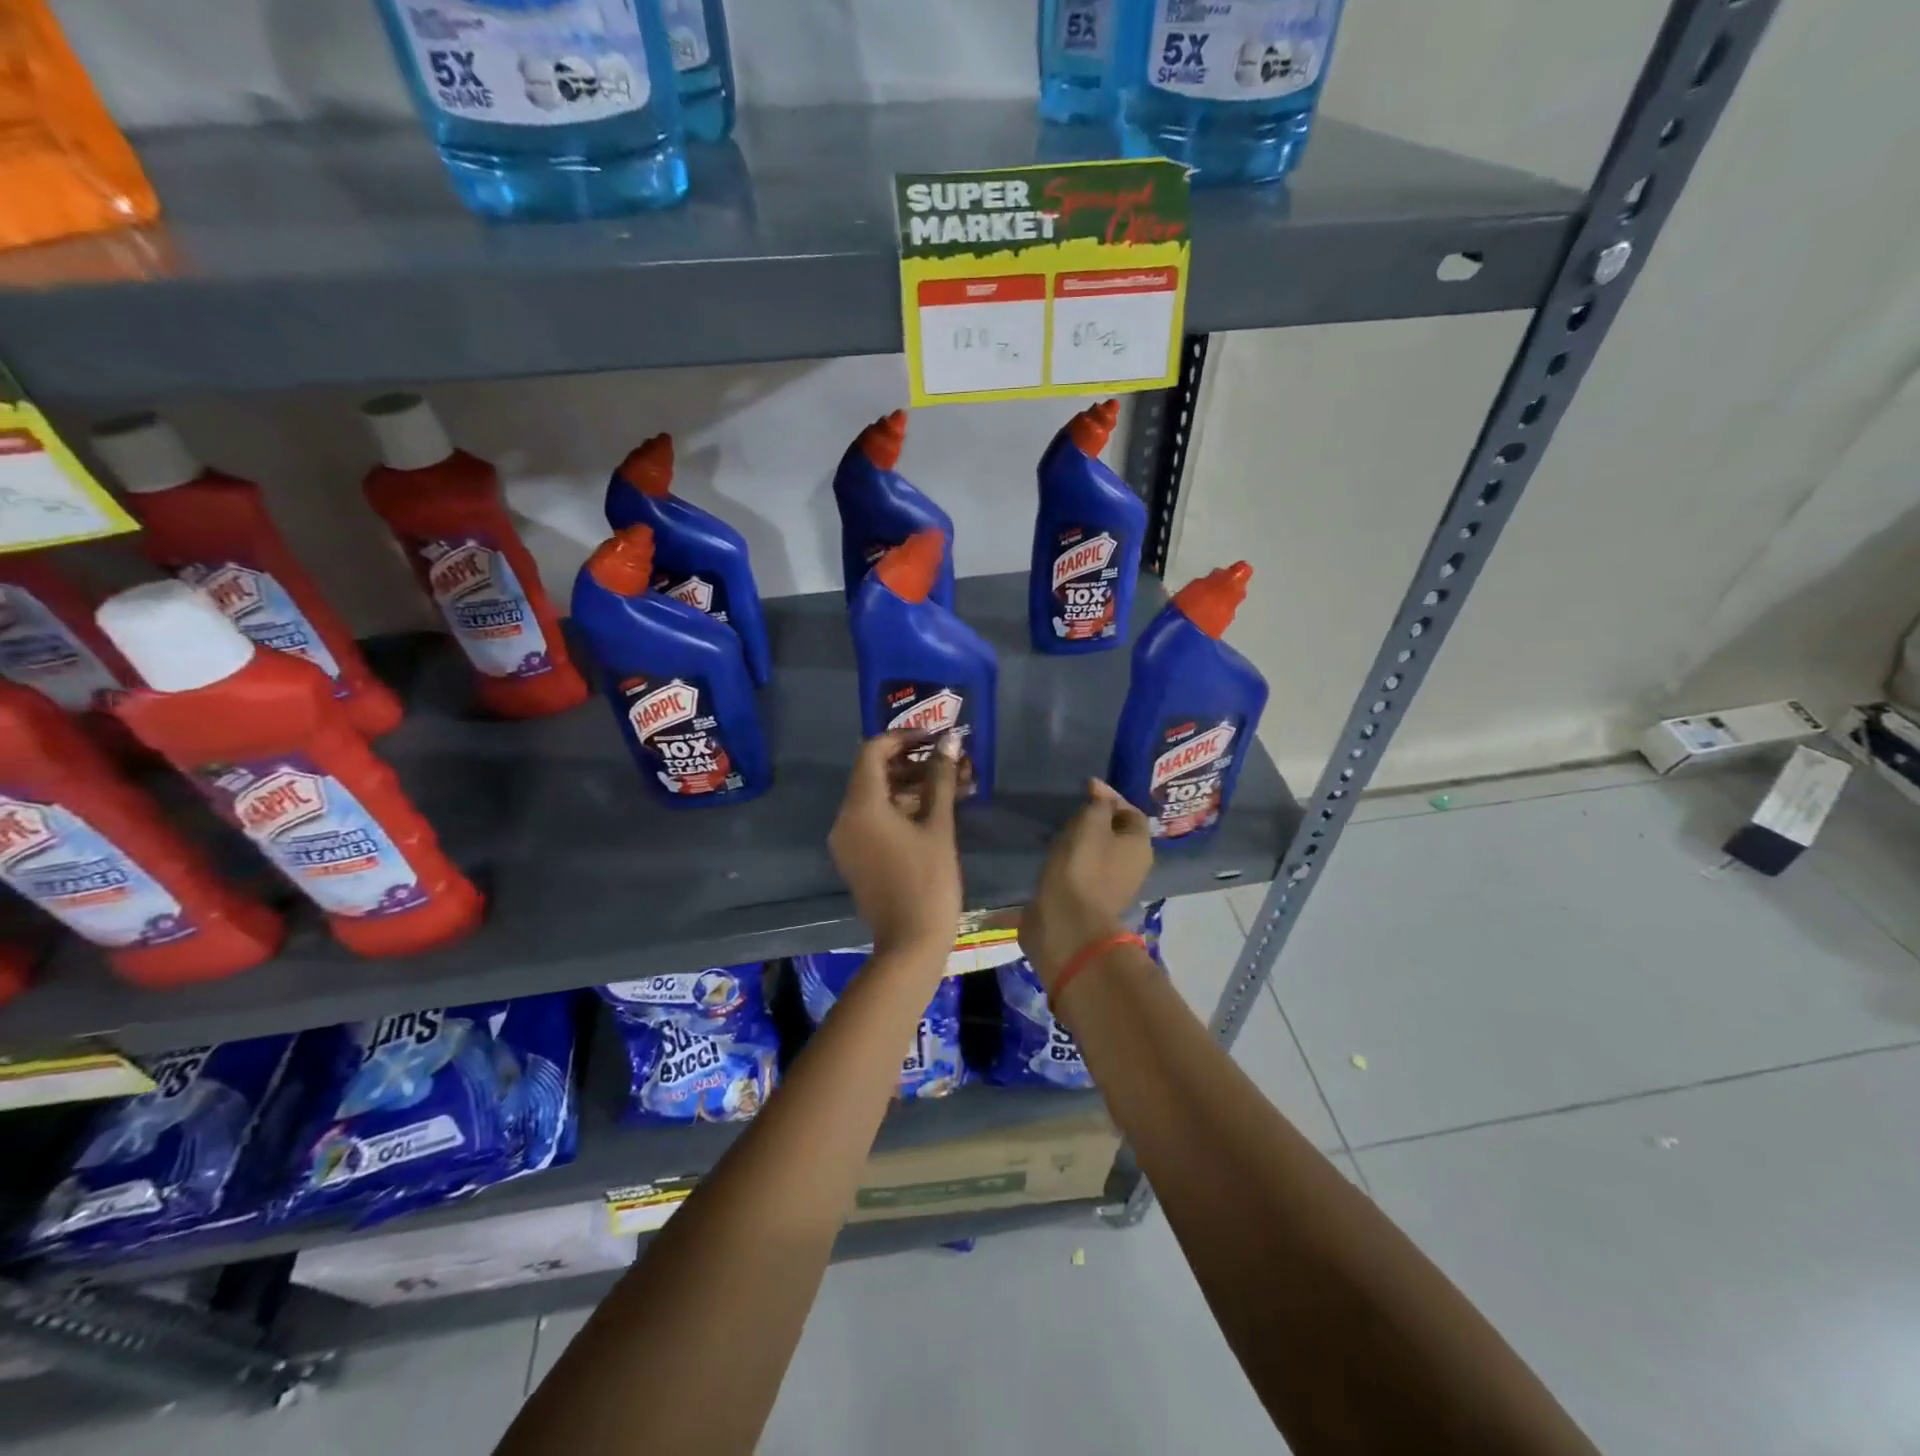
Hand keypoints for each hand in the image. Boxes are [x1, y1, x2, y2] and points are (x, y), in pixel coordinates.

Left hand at [829, 731, 962, 963]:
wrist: (910, 942)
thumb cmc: (928, 881)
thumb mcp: (938, 826)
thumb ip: (940, 778)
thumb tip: (950, 740)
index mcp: (861, 806)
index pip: (873, 752)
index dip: (903, 738)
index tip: (934, 738)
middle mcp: (844, 818)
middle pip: (873, 774)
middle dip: (912, 763)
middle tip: (948, 762)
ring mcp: (846, 840)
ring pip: (875, 798)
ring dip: (910, 786)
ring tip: (950, 785)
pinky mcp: (854, 857)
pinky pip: (872, 820)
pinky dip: (899, 809)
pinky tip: (934, 810)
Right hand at [1021, 779, 1152, 991]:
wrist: (1066, 923)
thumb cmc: (1082, 867)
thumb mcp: (1090, 824)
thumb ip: (1099, 804)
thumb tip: (1101, 794)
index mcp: (1140, 846)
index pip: (1131, 811)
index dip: (1110, 796)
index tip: (1085, 788)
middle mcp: (1134, 866)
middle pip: (1118, 833)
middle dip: (1097, 819)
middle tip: (1072, 809)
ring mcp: (1114, 886)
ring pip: (1101, 853)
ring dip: (1083, 840)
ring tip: (1060, 830)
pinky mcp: (1091, 900)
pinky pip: (1086, 870)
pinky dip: (1073, 859)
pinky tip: (1056, 855)